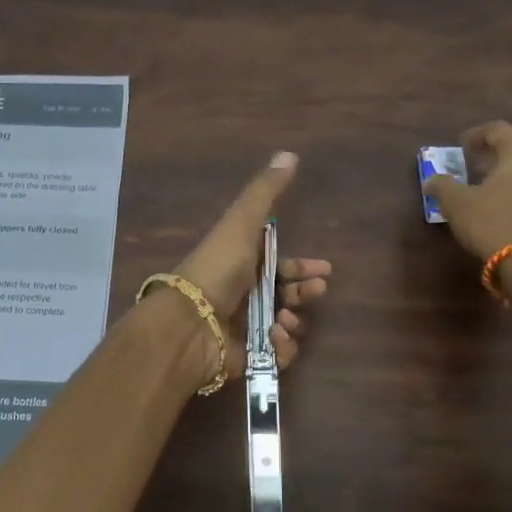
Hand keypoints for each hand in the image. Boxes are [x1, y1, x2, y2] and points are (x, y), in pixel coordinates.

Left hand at [167, 151, 331, 375]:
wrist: (188, 323)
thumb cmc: (216, 269)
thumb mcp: (241, 223)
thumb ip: (265, 192)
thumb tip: (290, 154)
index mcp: (241, 264)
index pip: (280, 266)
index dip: (303, 268)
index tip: (323, 270)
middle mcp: (243, 295)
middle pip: (287, 295)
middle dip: (305, 293)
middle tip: (315, 291)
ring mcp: (244, 328)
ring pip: (286, 325)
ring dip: (295, 320)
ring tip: (286, 319)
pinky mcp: (247, 357)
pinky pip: (278, 355)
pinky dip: (283, 347)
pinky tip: (275, 337)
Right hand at [427, 122, 511, 262]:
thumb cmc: (494, 223)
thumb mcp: (457, 204)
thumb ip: (442, 186)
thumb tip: (431, 180)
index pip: (499, 130)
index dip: (477, 135)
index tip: (461, 146)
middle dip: (498, 153)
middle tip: (478, 164)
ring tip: (492, 186)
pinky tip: (509, 205)